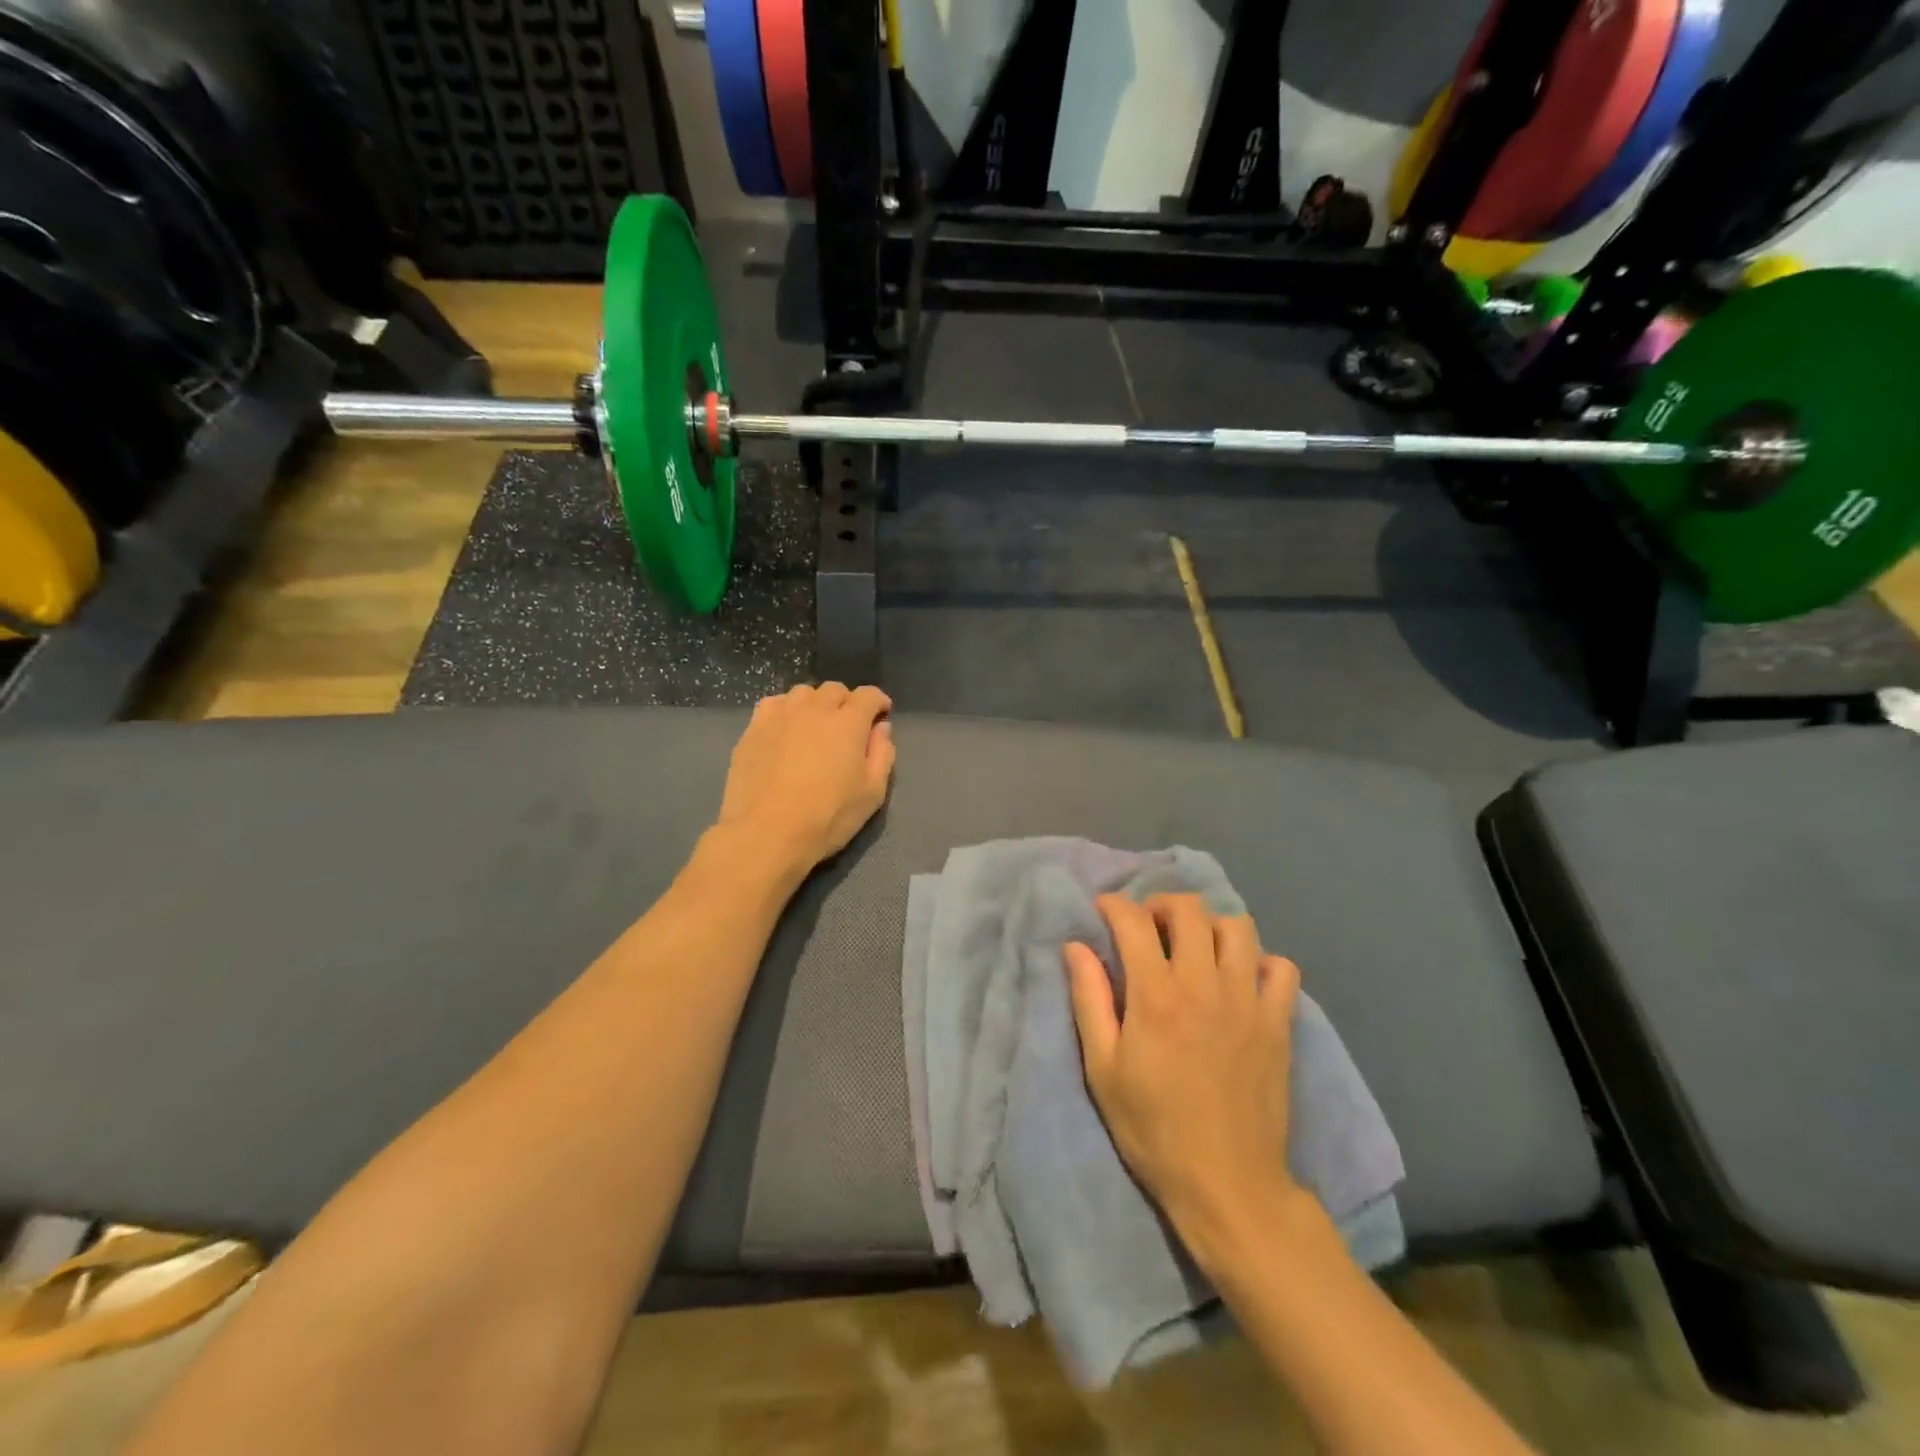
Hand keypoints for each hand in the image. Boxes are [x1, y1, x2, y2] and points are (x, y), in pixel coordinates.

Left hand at [715, 683, 895, 872]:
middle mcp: (814, 709)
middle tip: (848, 726)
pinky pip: (773, 705)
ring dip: (815, 704)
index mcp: (848, 723)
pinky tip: (785, 730)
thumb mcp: (872, 793)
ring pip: (802, 693)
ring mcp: (780, 716)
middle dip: (847, 702)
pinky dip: (785, 710)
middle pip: (834, 690)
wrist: (767, 833)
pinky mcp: (753, 729)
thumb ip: (882, 754)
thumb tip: (881, 727)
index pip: (868, 695)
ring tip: (815, 726)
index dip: (878, 701)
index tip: (881, 714)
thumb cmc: (828, 817)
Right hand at [1065, 894, 1304, 1267]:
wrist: (1227, 1184)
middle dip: (1161, 905)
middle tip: (1148, 926)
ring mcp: (1247, 1001)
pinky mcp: (1278, 1023)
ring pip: (1238, 928)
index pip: (1133, 921)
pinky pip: (1281, 968)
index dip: (1114, 905)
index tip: (1103, 911)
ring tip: (1194, 948)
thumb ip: (1090, 1000)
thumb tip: (1075, 947)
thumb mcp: (1104, 1069)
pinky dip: (1260, 962)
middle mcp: (1203, 984)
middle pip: (1189, 910)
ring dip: (1210, 926)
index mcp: (1156, 995)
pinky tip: (1240, 980)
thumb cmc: (1153, 1128)